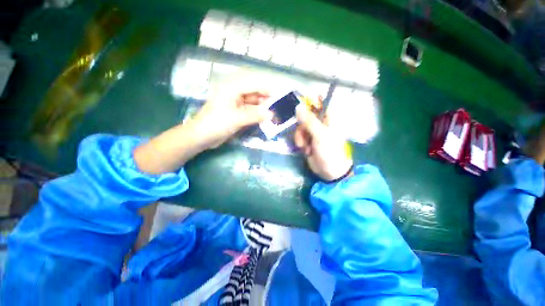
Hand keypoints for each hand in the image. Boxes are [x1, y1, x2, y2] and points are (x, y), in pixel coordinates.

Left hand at [191, 91, 272, 148]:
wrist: (201, 137)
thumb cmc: (216, 124)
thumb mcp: (236, 119)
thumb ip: (255, 115)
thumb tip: (272, 114)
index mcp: (231, 89)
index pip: (253, 85)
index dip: (266, 89)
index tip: (279, 96)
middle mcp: (234, 94)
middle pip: (253, 94)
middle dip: (266, 100)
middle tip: (278, 107)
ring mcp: (235, 105)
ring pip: (252, 104)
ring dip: (262, 109)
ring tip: (274, 114)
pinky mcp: (236, 114)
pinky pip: (250, 112)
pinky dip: (257, 115)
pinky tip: (265, 119)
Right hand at [294, 103, 352, 180]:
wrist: (329, 171)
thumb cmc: (329, 151)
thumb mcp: (320, 134)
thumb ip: (309, 120)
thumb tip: (298, 106)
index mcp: (329, 118)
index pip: (320, 102)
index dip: (309, 102)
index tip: (299, 106)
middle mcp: (321, 122)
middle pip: (306, 115)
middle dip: (302, 126)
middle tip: (303, 134)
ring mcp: (314, 131)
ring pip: (301, 126)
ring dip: (300, 136)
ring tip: (304, 146)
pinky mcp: (308, 139)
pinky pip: (299, 135)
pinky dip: (300, 142)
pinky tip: (304, 150)